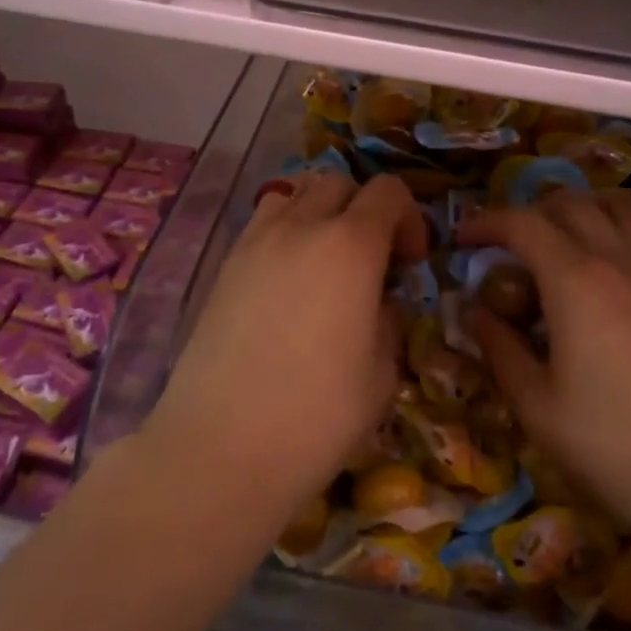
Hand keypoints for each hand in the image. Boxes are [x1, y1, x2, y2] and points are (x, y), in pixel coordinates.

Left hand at [144, 172, 425, 512]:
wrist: (220, 448)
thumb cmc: (316, 416)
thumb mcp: (381, 374)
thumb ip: (389, 321)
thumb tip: (380, 303)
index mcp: (351, 246)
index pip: (389, 191)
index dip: (410, 219)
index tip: (409, 264)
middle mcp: (302, 227)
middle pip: (340, 183)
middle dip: (365, 211)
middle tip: (371, 262)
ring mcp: (256, 241)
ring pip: (296, 193)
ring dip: (320, 213)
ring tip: (324, 262)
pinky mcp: (225, 264)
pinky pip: (263, 222)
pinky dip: (285, 231)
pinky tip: (286, 281)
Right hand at [459, 189, 630, 545]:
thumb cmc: (618, 446)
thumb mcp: (538, 408)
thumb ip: (500, 350)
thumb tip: (476, 312)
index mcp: (575, 279)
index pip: (522, 223)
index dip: (486, 222)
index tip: (462, 239)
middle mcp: (617, 258)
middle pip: (568, 202)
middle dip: (528, 212)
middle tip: (505, 247)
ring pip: (616, 204)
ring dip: (579, 208)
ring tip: (558, 242)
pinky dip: (619, 227)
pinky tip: (610, 267)